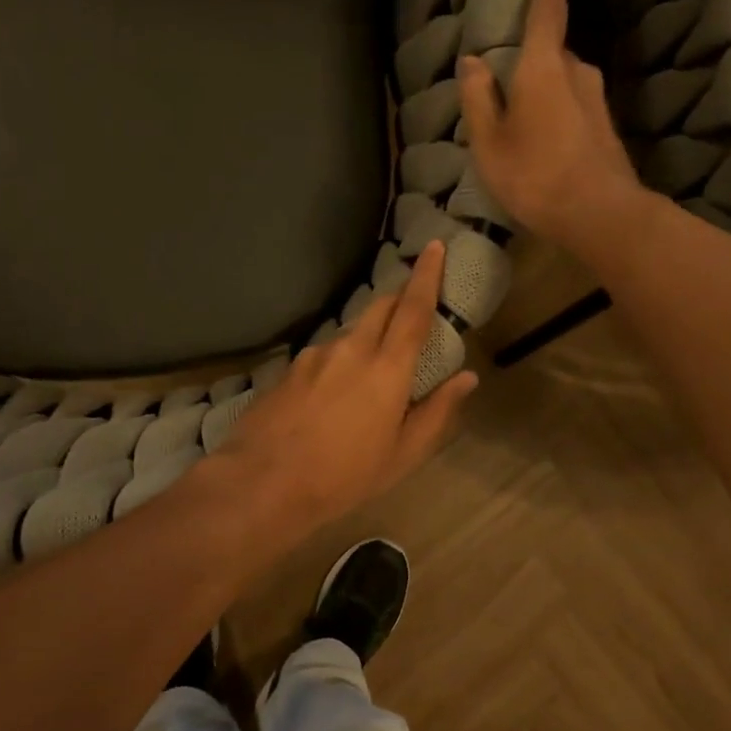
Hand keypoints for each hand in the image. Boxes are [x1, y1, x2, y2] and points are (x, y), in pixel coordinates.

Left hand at [217, 240, 477, 537]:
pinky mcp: (287, 371)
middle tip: (410, 315)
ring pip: (349, 333)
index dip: (427, 276)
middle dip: (398, 300)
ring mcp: (313, 357)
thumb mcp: (402, 455)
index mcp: (386, 369)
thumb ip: (436, 411)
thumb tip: (467, 378)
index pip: (413, 310)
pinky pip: (322, 355)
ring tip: (366, 378)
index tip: (435, 246)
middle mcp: (349, 351)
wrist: (263, 483)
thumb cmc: (343, 477)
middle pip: (379, 308)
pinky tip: (329, 398)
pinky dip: (337, 363)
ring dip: (366, 339)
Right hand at [458, 0, 647, 250]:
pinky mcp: (606, 129)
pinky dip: (557, 119)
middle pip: (551, 55)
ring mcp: (597, 101)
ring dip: (543, 97)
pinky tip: (544, 149)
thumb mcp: (490, 143)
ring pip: (563, 85)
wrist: (599, 214)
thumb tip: (473, 62)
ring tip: (521, 128)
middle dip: (530, 64)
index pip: (547, 11)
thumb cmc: (534, 175)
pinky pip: (574, 110)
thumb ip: (478, 100)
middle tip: (504, 89)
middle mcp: (578, 72)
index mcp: (544, 66)